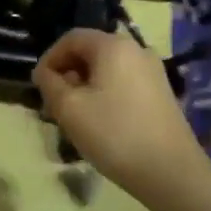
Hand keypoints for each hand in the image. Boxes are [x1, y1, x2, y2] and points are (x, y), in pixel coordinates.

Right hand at [33, 29, 201, 192]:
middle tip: (54, 103)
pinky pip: (124, 82)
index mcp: (113, 45)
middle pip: (91, 51)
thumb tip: (45, 73)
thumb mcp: (69, 109)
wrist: (171, 172)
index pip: (71, 38)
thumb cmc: (114, 134)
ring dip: (86, 85)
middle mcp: (136, 50)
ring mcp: (153, 71)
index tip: (39, 85)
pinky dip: (106, 93)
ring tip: (75, 115)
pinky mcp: (162, 92)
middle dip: (68, 73)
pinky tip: (101, 121)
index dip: (50, 58)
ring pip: (108, 69)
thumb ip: (50, 84)